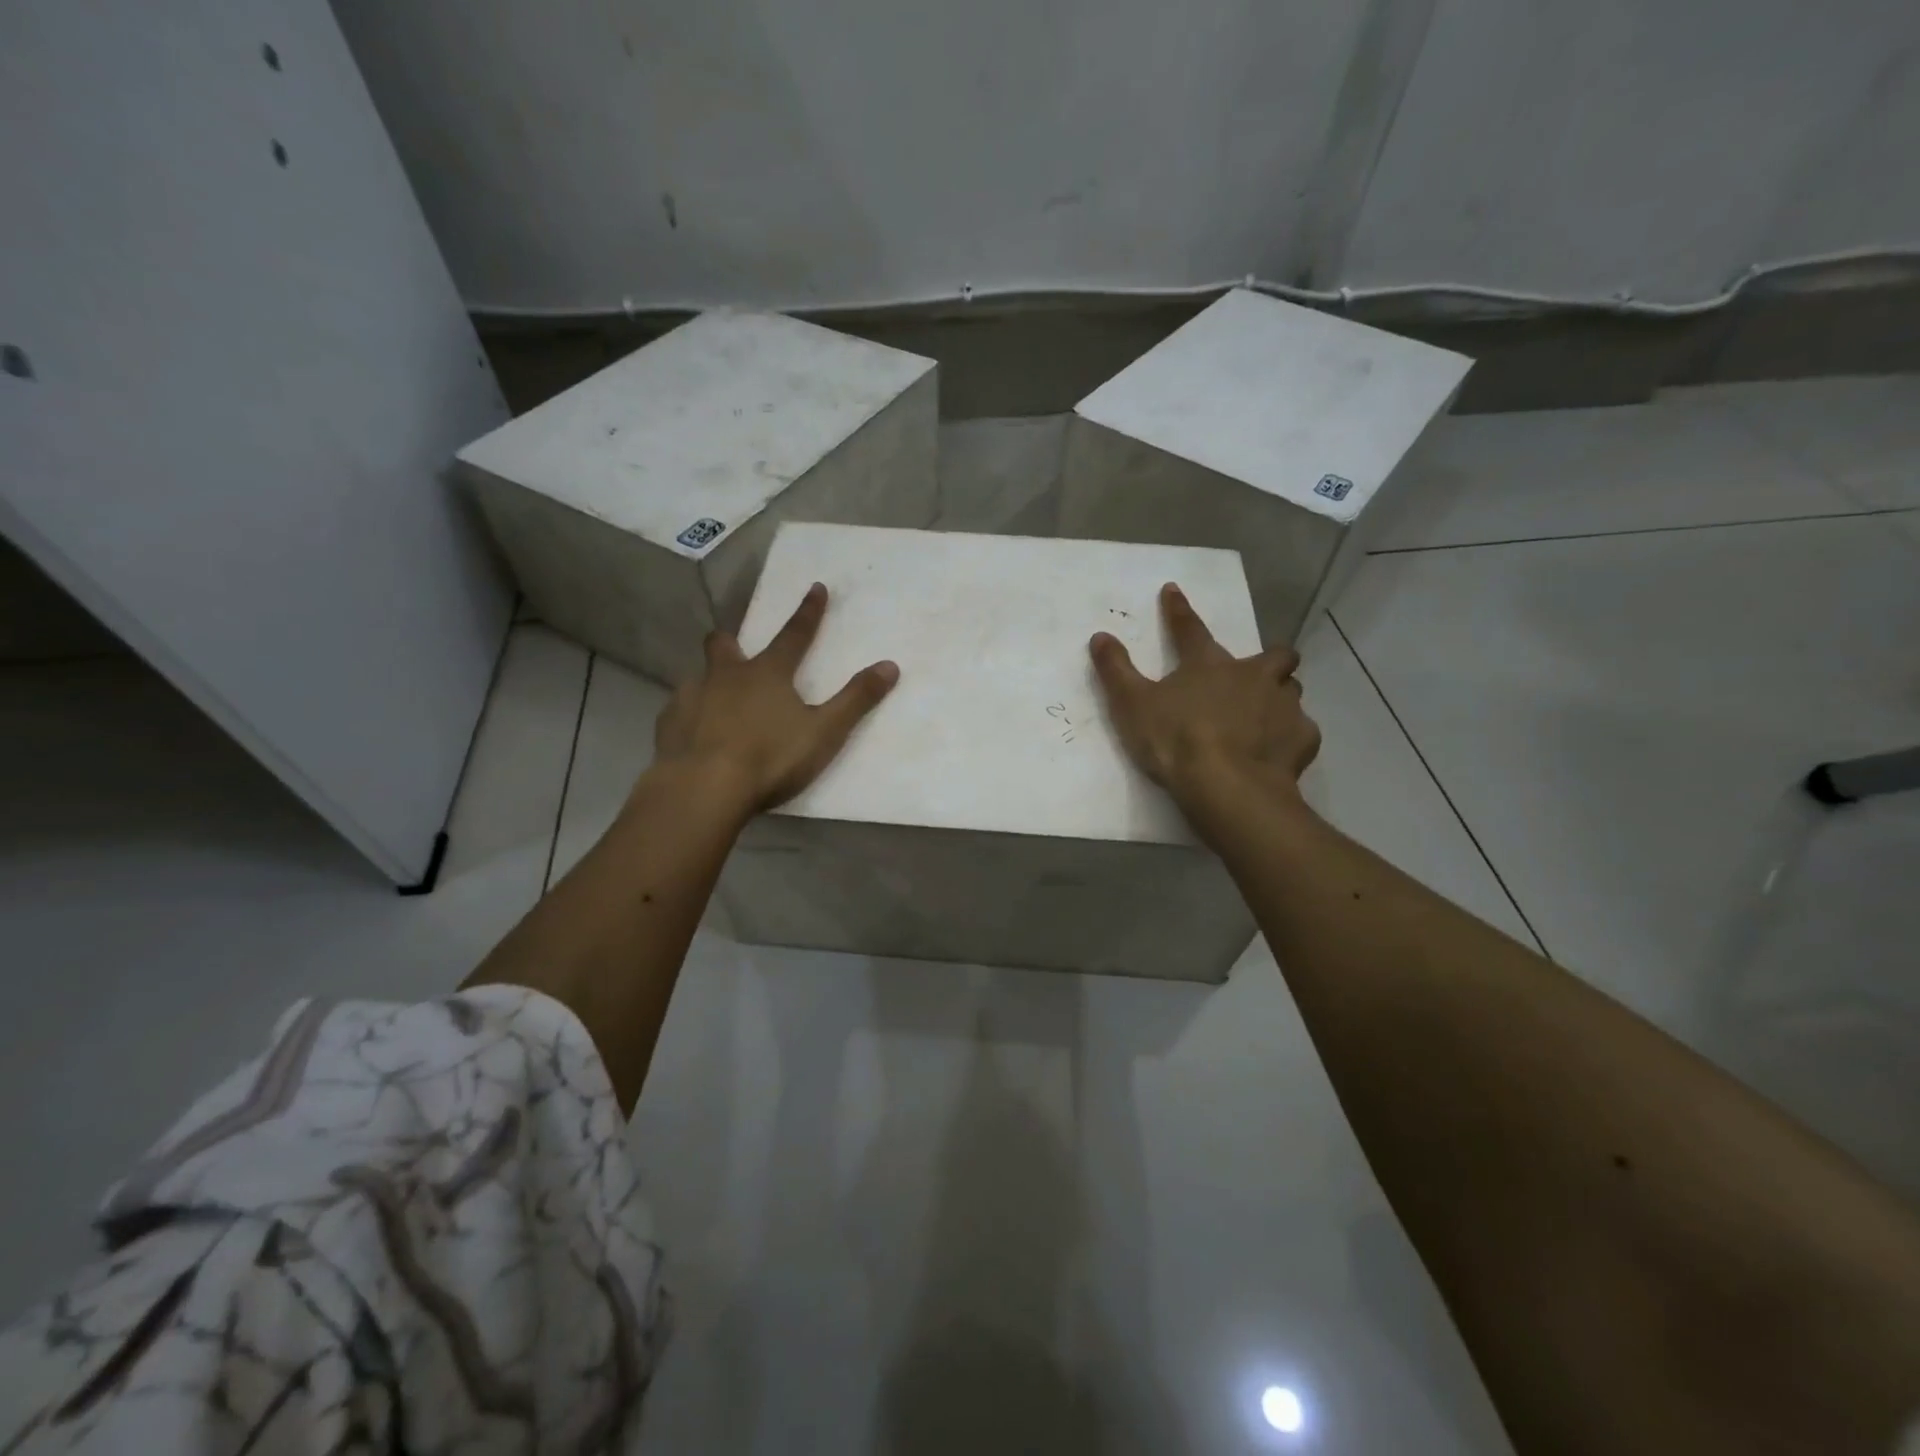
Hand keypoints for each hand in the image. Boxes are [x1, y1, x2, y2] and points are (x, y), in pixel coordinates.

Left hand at [653, 582, 898, 813]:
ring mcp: (691, 698)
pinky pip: (678, 710)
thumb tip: (890, 666)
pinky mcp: (668, 724)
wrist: (703, 788)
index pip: (794, 635)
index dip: (809, 612)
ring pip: (698, 677)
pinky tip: (693, 734)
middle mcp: (726, 676)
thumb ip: (856, 700)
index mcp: (768, 674)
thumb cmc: (770, 758)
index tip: (816, 587)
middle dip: (731, 642)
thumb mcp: (824, 731)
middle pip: (724, 646)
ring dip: (708, 683)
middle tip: (735, 650)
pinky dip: (689, 716)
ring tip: (717, 704)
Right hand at [1090, 582, 1320, 812]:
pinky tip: (1276, 751)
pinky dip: (1290, 737)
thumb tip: (1100, 636)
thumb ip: (1115, 669)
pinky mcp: (1302, 739)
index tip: (1172, 591)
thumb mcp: (1132, 705)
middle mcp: (1254, 676)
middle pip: (1275, 655)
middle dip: (1269, 660)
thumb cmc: (1176, 742)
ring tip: (1264, 716)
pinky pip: (1301, 731)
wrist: (1228, 787)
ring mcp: (1284, 706)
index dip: (1178, 610)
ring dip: (1280, 697)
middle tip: (1253, 676)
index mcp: (1209, 665)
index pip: (1190, 629)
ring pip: (1292, 690)